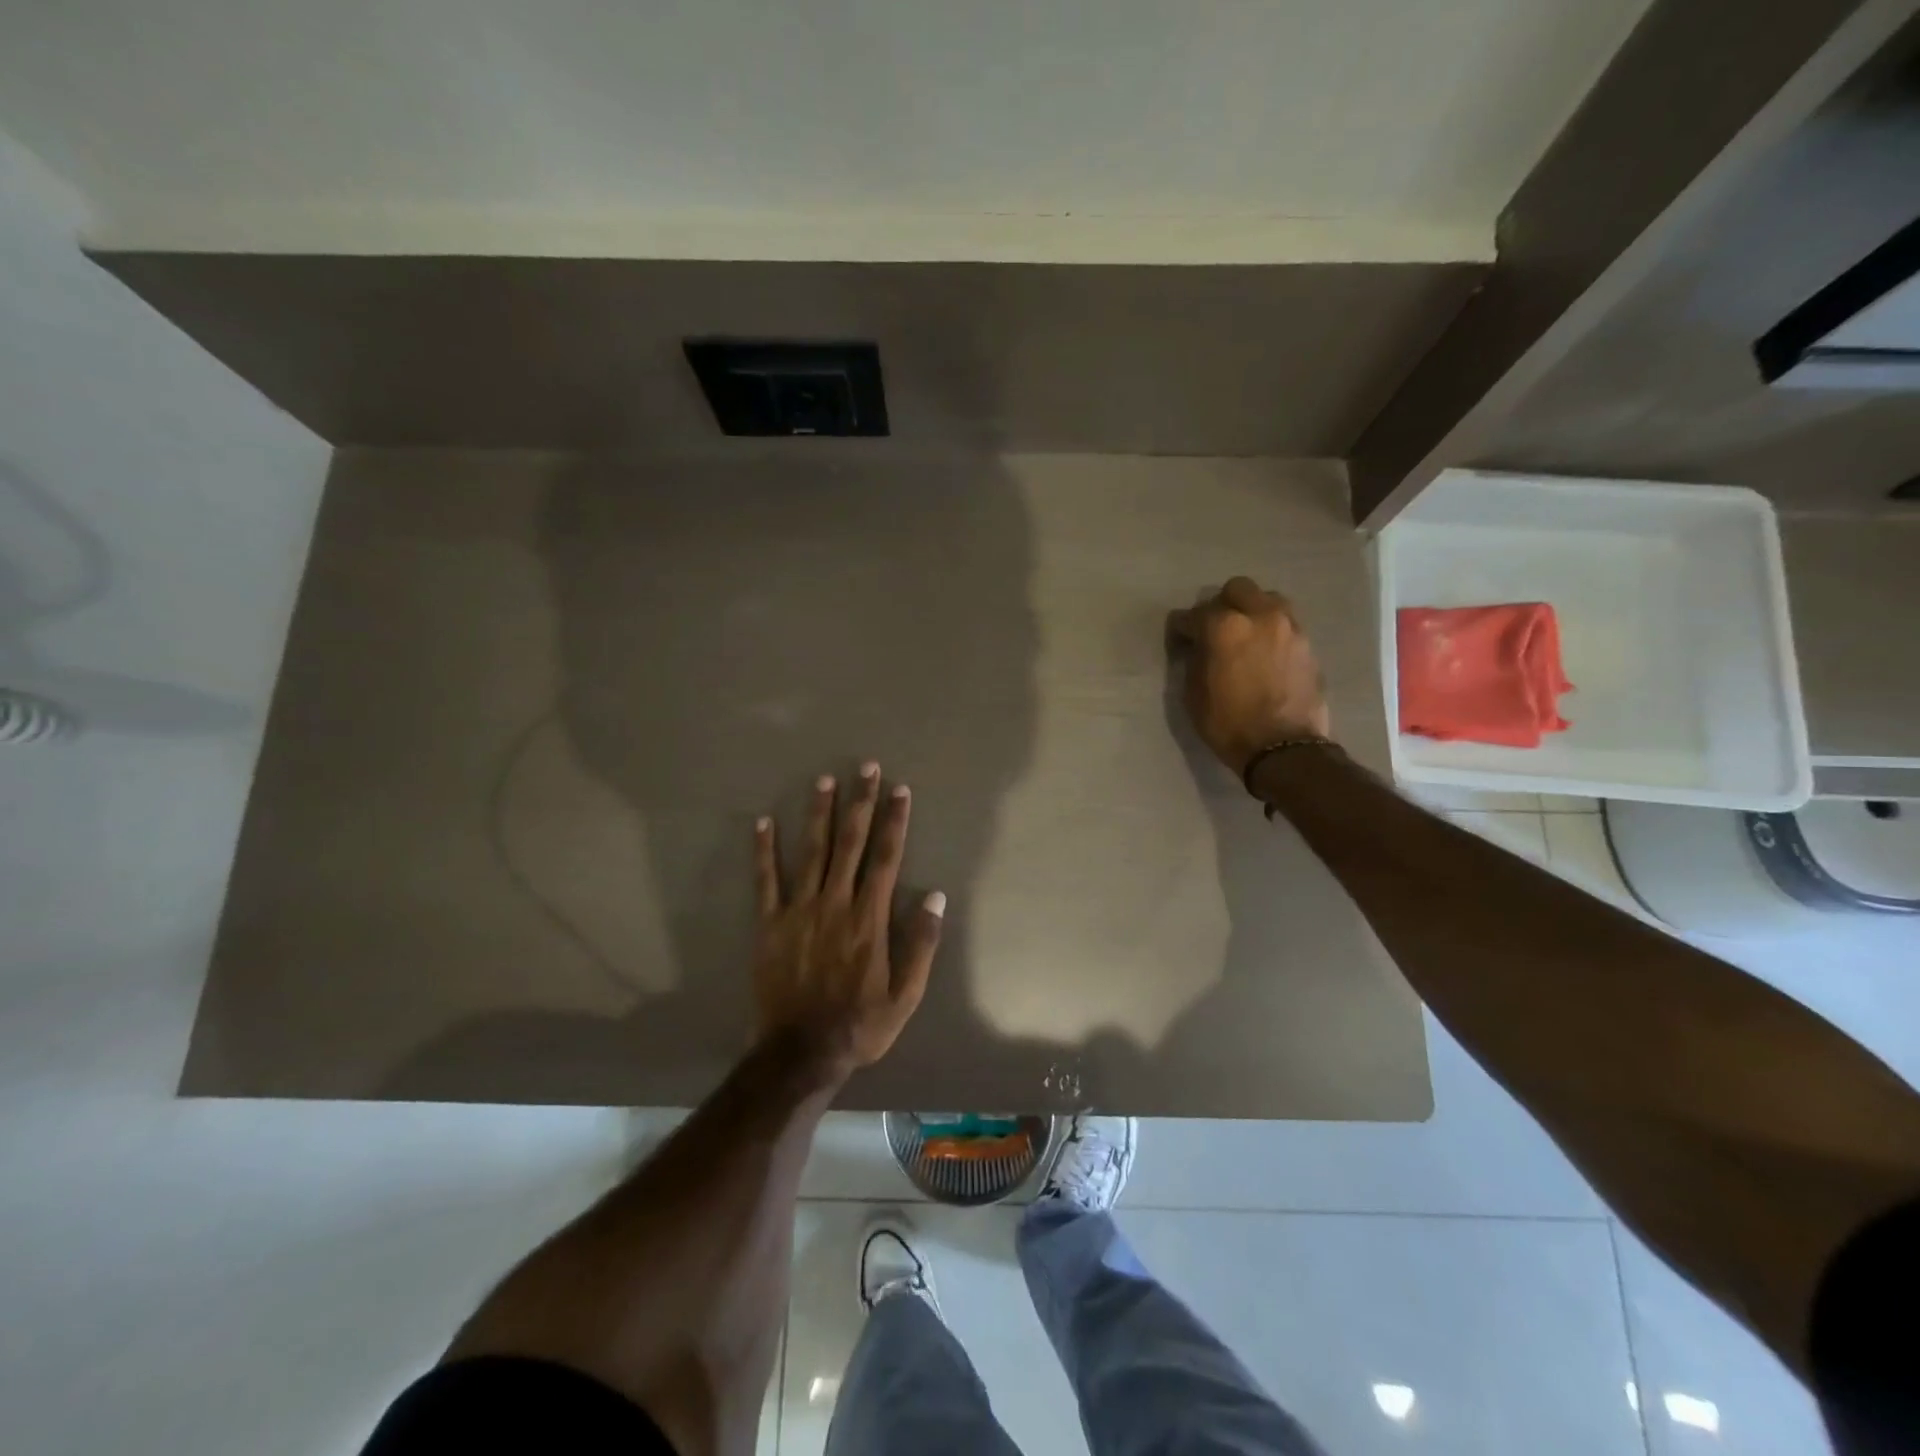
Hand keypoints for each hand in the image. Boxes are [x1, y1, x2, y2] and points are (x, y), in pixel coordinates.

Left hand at [752, 763, 944, 1082]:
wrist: (801, 1051)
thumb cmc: (861, 1024)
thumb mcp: (906, 995)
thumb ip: (922, 944)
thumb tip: (937, 897)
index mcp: (870, 918)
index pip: (887, 857)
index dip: (895, 821)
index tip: (900, 790)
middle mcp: (836, 903)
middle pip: (851, 843)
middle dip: (861, 802)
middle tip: (866, 768)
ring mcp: (799, 910)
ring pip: (812, 851)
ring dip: (819, 814)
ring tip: (825, 780)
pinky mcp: (770, 924)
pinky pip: (766, 881)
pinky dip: (764, 851)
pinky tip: (763, 822)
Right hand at [1169, 576, 1331, 773]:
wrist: (1284, 748)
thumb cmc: (1229, 724)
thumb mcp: (1195, 695)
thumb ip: (1195, 660)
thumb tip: (1198, 646)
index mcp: (1225, 628)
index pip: (1194, 614)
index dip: (1183, 627)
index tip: (1180, 638)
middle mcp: (1260, 616)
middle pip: (1237, 589)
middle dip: (1222, 605)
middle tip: (1216, 629)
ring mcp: (1289, 627)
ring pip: (1267, 600)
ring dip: (1252, 611)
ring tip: (1246, 636)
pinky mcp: (1308, 644)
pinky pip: (1285, 623)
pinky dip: (1272, 631)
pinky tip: (1265, 652)